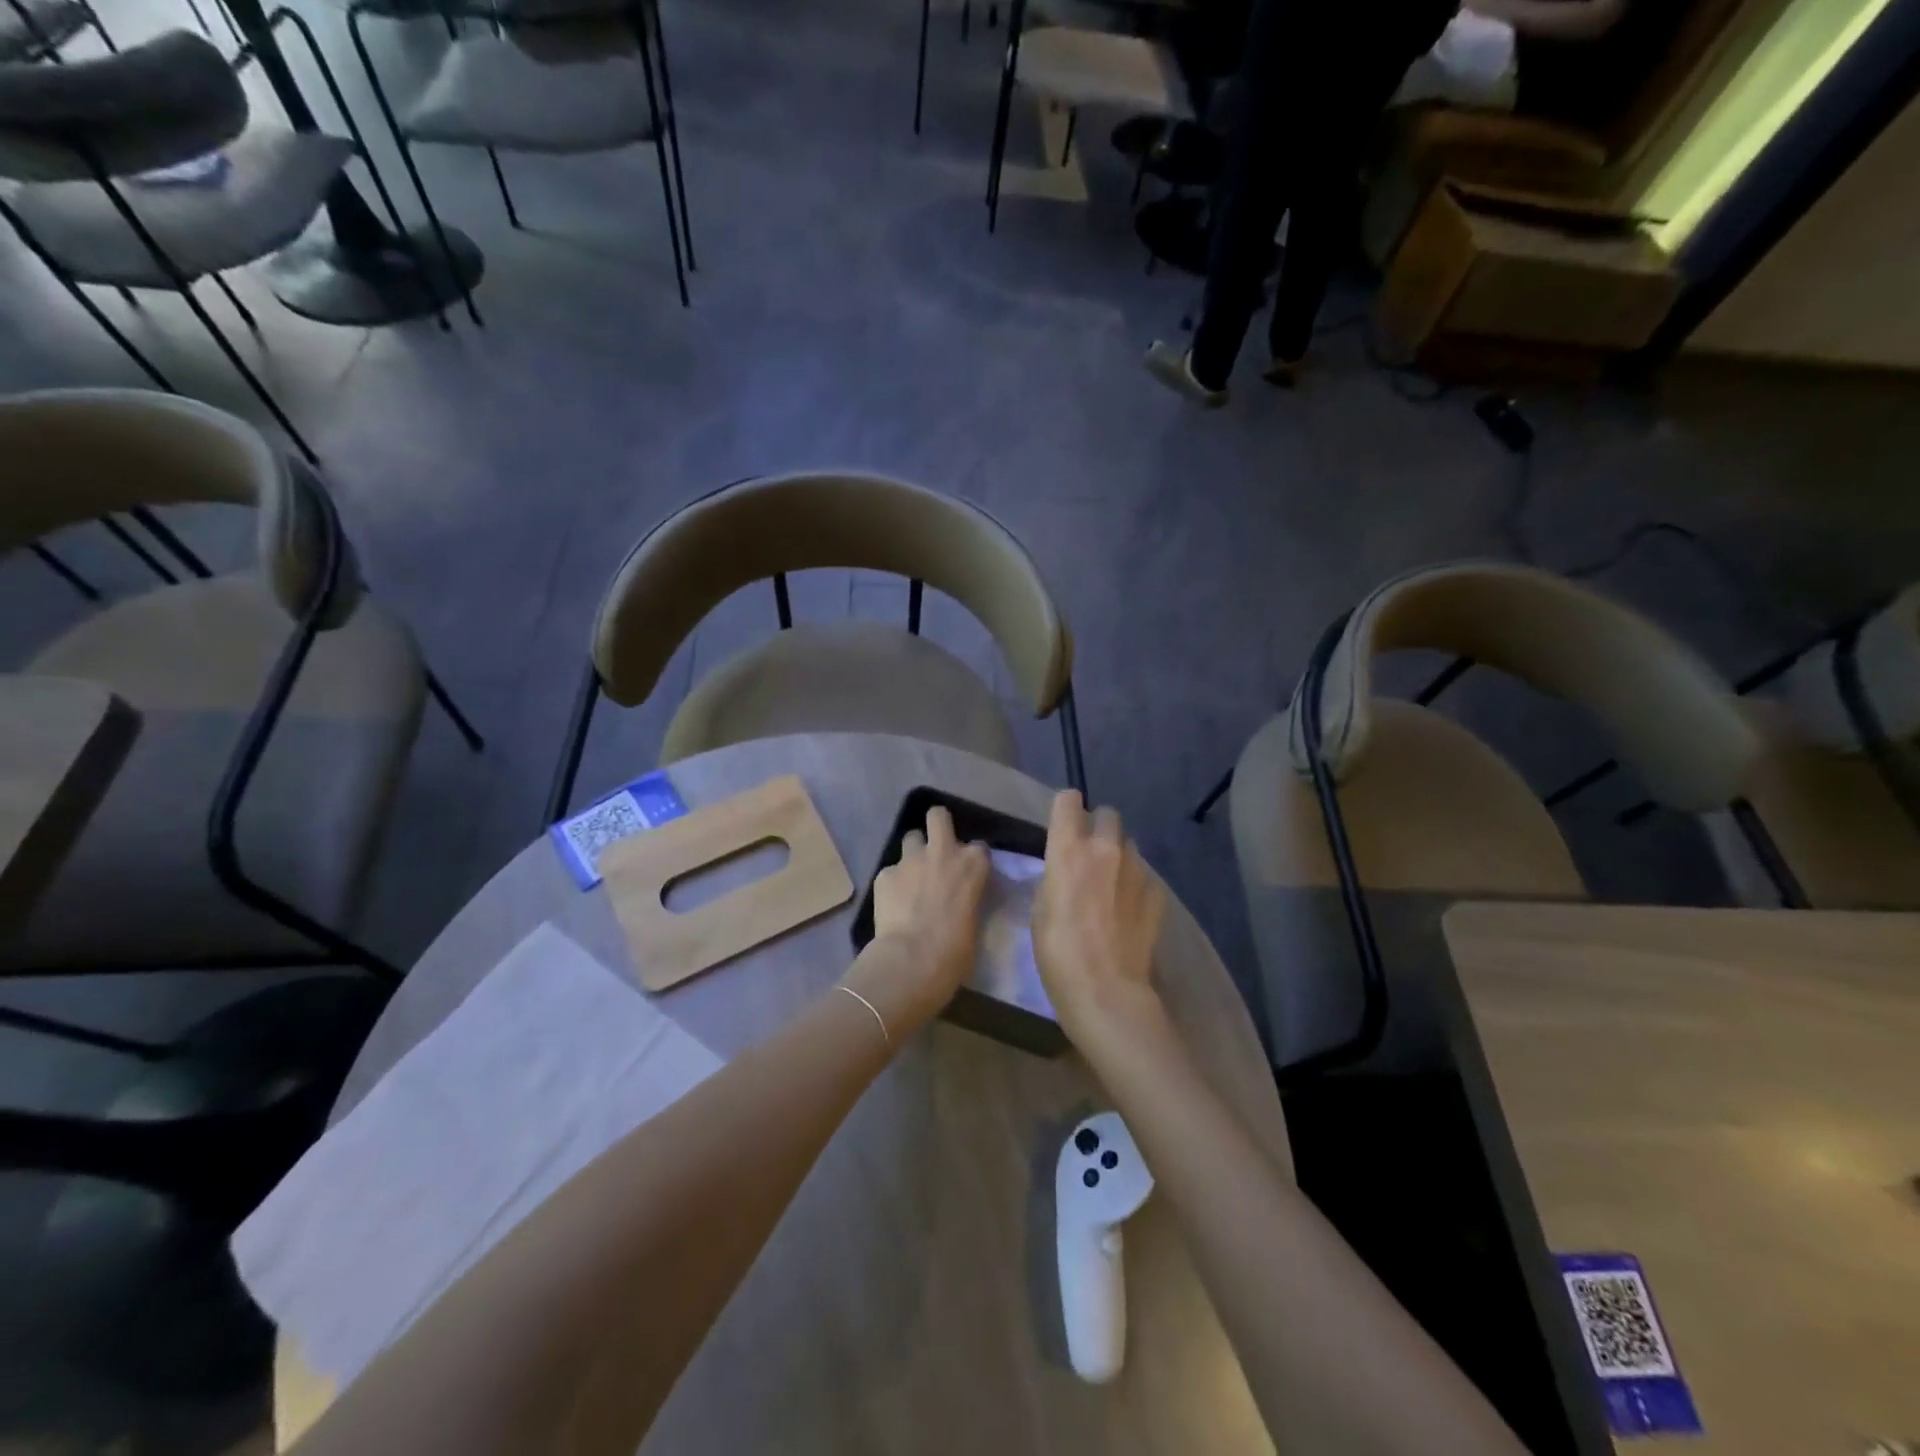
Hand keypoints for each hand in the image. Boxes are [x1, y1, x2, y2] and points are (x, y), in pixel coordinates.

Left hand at [845, 807, 988, 1036]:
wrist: (912, 961)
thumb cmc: (956, 952)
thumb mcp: (975, 921)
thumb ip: (969, 899)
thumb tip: (961, 902)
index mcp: (974, 864)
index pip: (979, 847)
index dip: (972, 859)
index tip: (969, 873)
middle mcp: (943, 852)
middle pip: (938, 816)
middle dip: (937, 825)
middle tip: (936, 847)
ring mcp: (910, 860)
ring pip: (910, 838)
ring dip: (913, 853)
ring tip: (912, 876)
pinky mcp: (884, 874)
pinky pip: (890, 871)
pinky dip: (893, 883)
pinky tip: (892, 903)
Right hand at [1032, 791, 1167, 1044]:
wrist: (1106, 990)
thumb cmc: (1058, 951)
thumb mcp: (1040, 908)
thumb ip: (1055, 876)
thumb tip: (1067, 868)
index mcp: (1069, 849)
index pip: (1068, 800)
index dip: (1065, 808)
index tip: (1063, 823)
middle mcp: (1106, 849)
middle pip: (1108, 814)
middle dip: (1098, 827)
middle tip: (1089, 854)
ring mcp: (1137, 869)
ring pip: (1129, 844)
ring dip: (1118, 855)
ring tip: (1110, 884)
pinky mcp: (1157, 893)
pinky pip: (1144, 875)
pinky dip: (1135, 884)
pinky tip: (1128, 910)